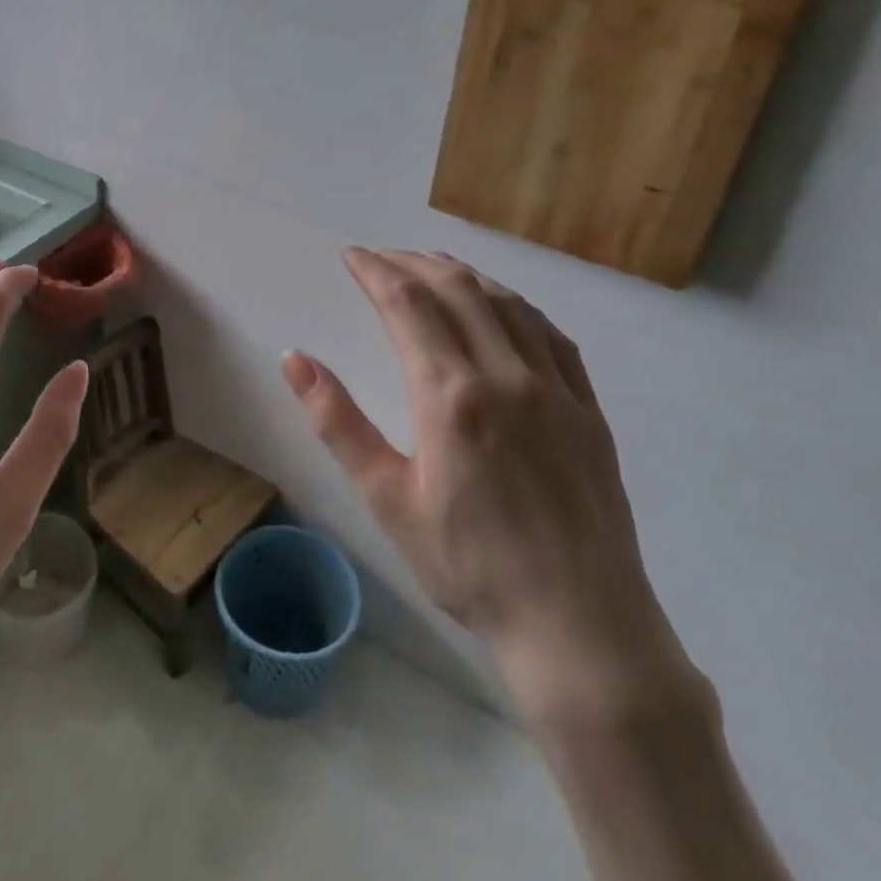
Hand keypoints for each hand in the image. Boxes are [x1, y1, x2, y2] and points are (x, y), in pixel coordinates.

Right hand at [283, 249, 698, 725]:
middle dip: (412, 263)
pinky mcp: (586, 408)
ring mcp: (554, 388)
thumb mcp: (386, 497)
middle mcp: (505, 375)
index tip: (351, 256)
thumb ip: (337, 421)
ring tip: (431, 266)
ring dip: (463, 274)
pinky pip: (550, 334)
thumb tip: (294, 358)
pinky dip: (515, 304)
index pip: (407, 305)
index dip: (375, 271)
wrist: (578, 625)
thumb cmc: (467, 565)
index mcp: (450, 395)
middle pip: (456, 289)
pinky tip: (502, 306)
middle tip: (381, 257)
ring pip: (506, 303)